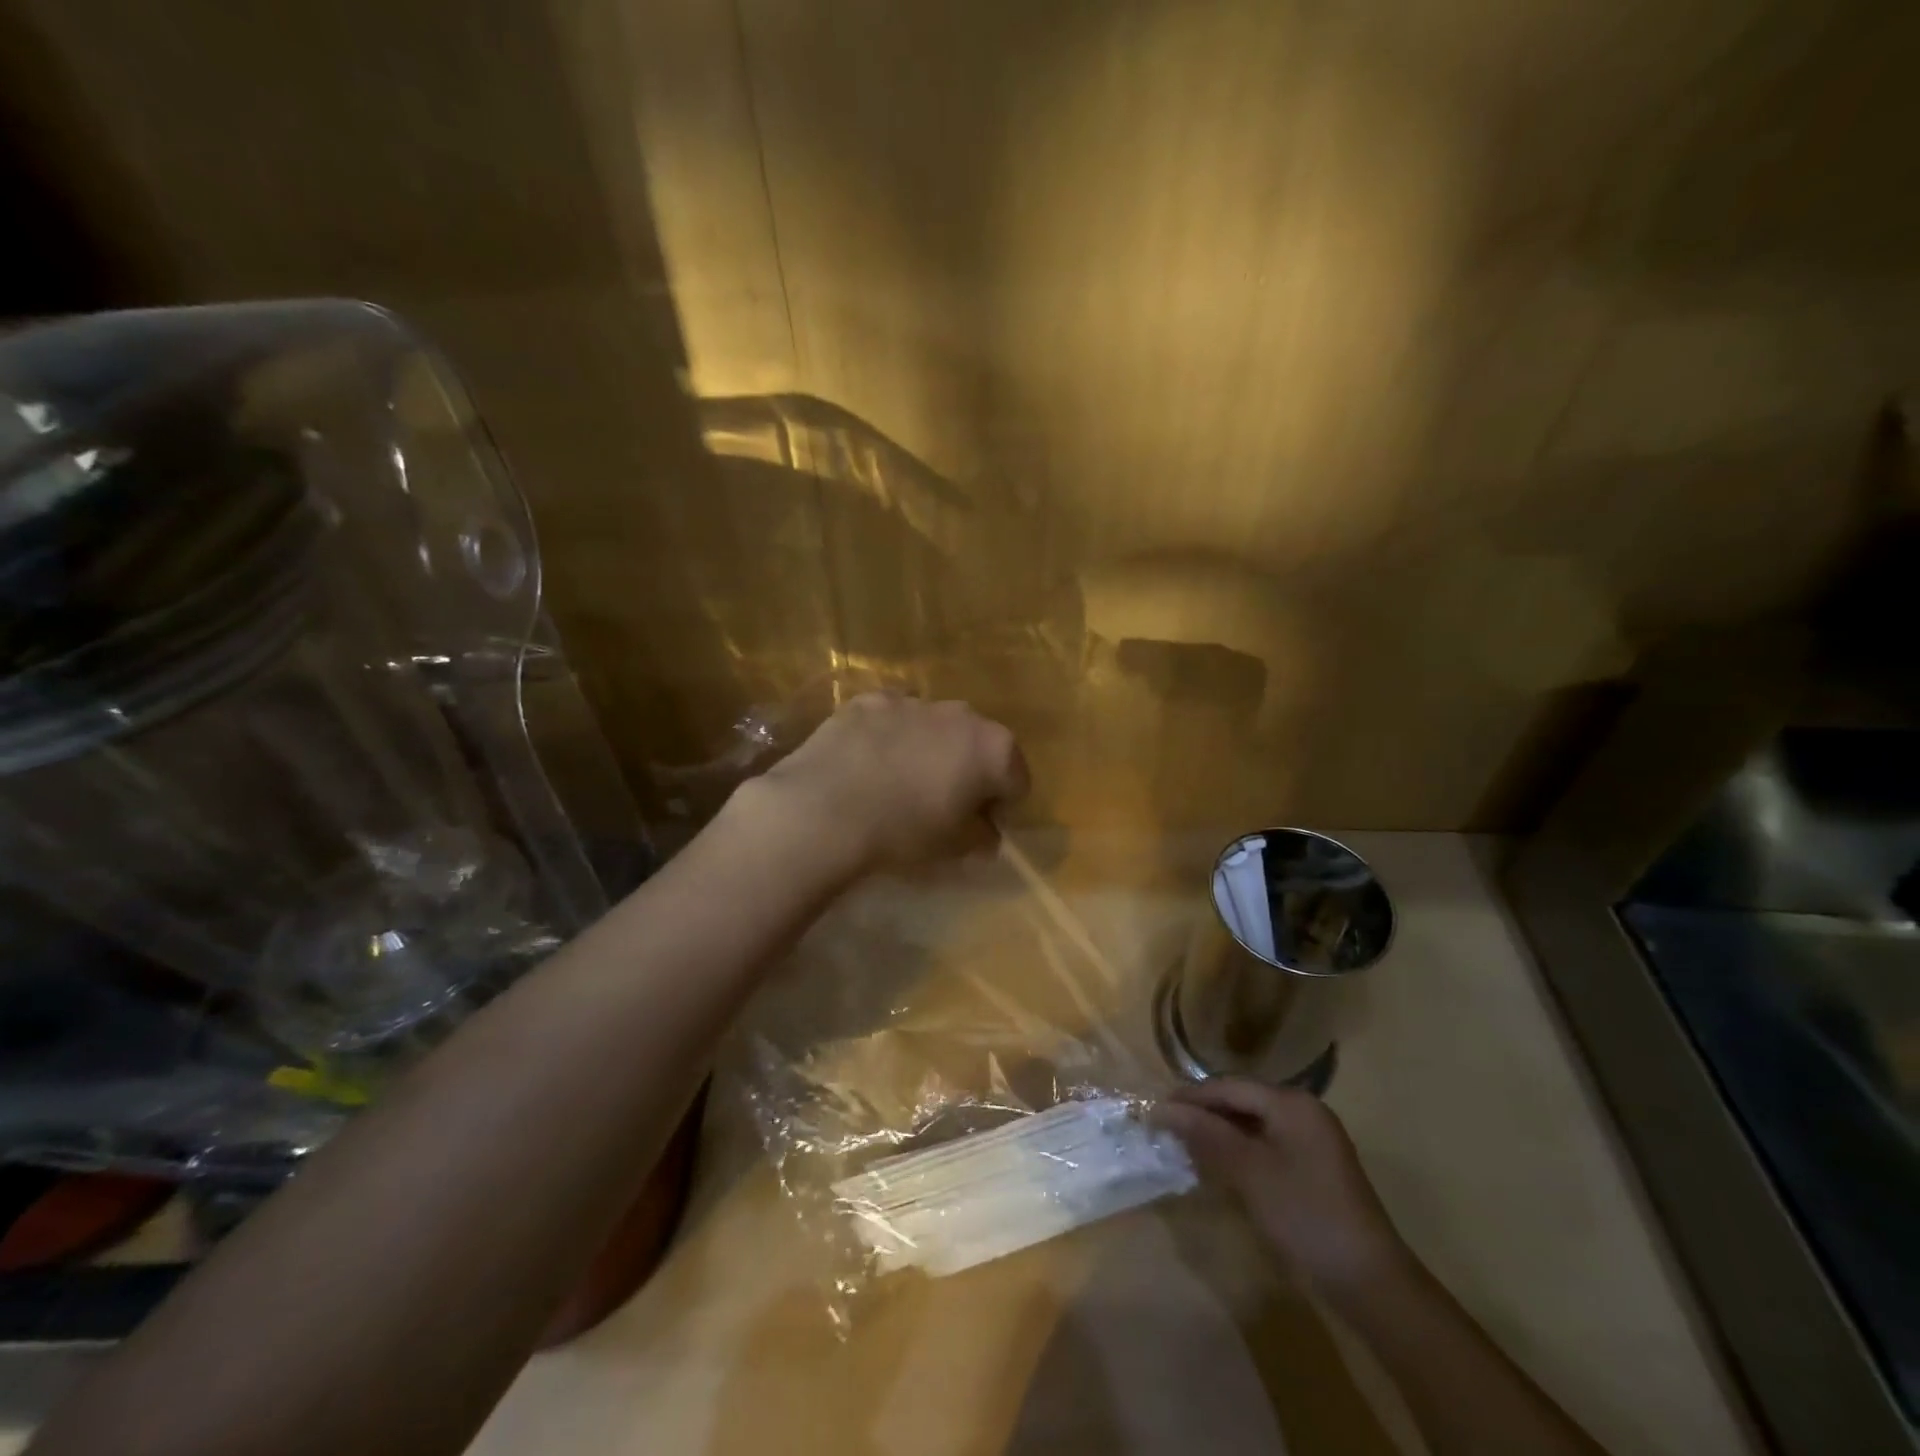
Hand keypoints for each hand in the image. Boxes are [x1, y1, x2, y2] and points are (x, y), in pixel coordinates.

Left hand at [750, 694, 1028, 872]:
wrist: (824, 809)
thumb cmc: (903, 833)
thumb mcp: (954, 848)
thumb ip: (981, 837)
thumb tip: (986, 834)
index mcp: (994, 748)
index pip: (1016, 780)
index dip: (1003, 807)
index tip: (981, 829)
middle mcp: (961, 714)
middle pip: (978, 745)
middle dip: (968, 771)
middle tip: (943, 805)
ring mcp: (912, 702)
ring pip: (934, 728)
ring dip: (929, 751)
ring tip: (900, 784)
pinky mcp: (868, 701)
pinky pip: (892, 720)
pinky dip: (890, 738)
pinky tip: (868, 765)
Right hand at [1157, 1078, 1407, 1293]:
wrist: (1369, 1282)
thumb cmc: (1305, 1215)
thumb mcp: (1249, 1171)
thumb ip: (1206, 1133)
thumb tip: (1163, 1108)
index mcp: (1292, 1103)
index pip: (1229, 1086)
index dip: (1191, 1097)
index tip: (1156, 1110)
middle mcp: (1304, 1112)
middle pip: (1242, 1101)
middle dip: (1204, 1114)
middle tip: (1167, 1129)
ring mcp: (1312, 1141)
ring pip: (1253, 1124)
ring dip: (1220, 1133)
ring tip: (1186, 1146)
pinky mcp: (1314, 1169)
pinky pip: (1267, 1145)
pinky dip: (1240, 1151)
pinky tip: (1220, 1167)